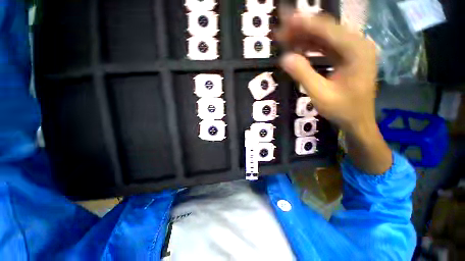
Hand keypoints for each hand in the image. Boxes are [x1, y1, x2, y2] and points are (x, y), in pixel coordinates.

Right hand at [277, 11, 391, 173]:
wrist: (358, 120)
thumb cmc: (342, 110)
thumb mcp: (320, 94)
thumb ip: (303, 74)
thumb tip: (284, 59)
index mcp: (356, 51)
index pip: (327, 30)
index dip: (304, 23)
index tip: (285, 19)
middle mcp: (357, 44)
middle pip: (326, 30)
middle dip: (302, 29)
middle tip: (280, 30)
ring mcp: (353, 50)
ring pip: (325, 37)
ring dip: (304, 37)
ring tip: (284, 38)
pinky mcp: (347, 56)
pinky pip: (326, 46)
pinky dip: (311, 46)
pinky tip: (297, 48)